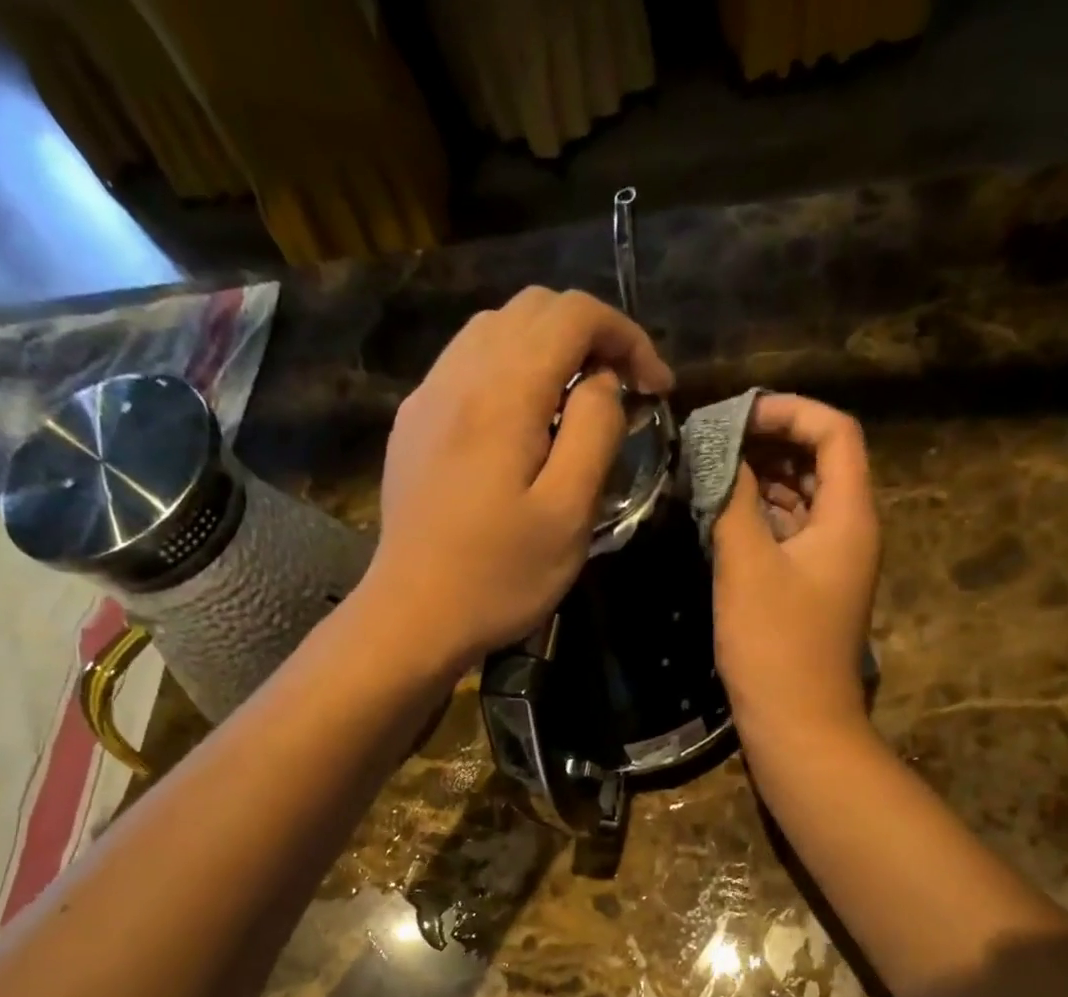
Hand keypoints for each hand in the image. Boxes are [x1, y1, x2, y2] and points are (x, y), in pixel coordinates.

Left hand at [360, 286, 674, 673]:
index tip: (655, 389)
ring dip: (547, 349)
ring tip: (574, 404)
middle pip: (533, 309)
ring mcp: (427, 396)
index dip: (627, 337)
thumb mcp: (568, 514)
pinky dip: (508, 370)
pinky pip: (466, 364)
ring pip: (495, 329)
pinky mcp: (412, 423)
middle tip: (621, 392)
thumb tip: (603, 383)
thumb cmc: (499, 577)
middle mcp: (459, 375)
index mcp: (504, 392)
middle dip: (590, 336)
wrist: (412, 616)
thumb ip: (594, 433)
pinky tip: (521, 423)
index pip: (574, 315)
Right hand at [711, 394, 879, 752]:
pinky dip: (760, 516)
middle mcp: (849, 531)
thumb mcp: (746, 564)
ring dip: (762, 479)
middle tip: (714, 440)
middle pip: (821, 461)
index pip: (835, 433)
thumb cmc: (775, 644)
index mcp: (849, 516)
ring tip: (710, 469)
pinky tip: (721, 515)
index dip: (790, 412)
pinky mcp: (809, 588)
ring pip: (802, 499)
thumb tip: (716, 451)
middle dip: (771, 442)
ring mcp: (830, 562)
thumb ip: (732, 499)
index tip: (736, 415)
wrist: (797, 723)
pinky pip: (789, 534)